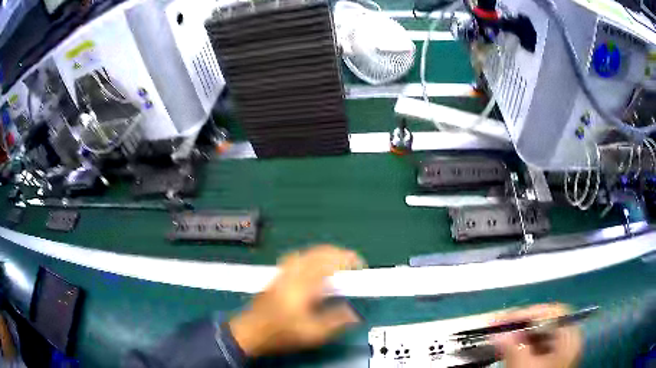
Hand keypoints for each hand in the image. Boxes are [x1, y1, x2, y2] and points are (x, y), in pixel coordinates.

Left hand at [229, 245, 363, 357]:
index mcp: (303, 286)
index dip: (347, 259)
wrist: (249, 332)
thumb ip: (335, 322)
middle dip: (337, 253)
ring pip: (306, 253)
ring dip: (324, 253)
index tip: (360, 264)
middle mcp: (293, 275)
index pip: (329, 263)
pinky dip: (311, 256)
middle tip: (352, 262)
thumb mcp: (311, 334)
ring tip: (336, 261)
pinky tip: (314, 266)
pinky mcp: (277, 277)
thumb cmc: (280, 333)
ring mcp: (282, 274)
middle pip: (317, 253)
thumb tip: (354, 313)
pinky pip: (297, 258)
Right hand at [491, 304, 581, 367]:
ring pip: (541, 335)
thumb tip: (496, 333)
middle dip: (522, 324)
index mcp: (570, 336)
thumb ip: (513, 349)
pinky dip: (524, 345)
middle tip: (500, 326)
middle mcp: (569, 338)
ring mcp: (561, 349)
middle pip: (547, 322)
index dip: (529, 313)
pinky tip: (511, 347)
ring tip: (502, 336)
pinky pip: (538, 346)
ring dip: (521, 335)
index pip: (553, 312)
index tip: (504, 319)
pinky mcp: (552, 359)